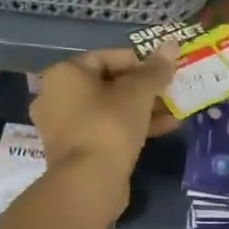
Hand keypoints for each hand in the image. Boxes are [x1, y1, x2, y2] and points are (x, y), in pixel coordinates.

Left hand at [30, 44, 178, 222]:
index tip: (163, 69)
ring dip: (141, 108)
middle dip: (142, 88)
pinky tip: (164, 129)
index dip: (138, 61)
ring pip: (108, 109)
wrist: (88, 183)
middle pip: (107, 84)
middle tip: (170, 90)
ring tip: (174, 111)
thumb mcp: (138, 93)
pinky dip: (131, 127)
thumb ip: (155, 70)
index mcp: (63, 74)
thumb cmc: (109, 126)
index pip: (105, 56)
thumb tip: (172, 45)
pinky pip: (105, 130)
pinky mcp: (74, 151)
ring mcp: (62, 127)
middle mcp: (55, 96)